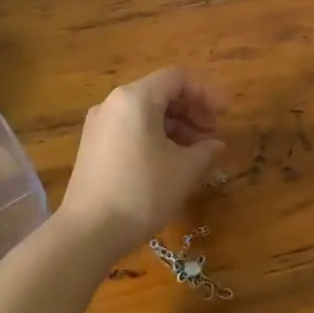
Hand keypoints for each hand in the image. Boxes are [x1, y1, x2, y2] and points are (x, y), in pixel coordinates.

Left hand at [59, 67, 226, 254]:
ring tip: (197, 153)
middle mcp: (113, 103)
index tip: (225, 115)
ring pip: (146, 113)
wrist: (88, 233)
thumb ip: (206, 150)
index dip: (206, 93)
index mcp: (135, 98)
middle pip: (161, 93)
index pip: (178, 79)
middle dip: (192, 111)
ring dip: (176, 126)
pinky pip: (131, 129)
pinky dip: (155, 137)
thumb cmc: (142, 192)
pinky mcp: (93, 147)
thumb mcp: (184, 170)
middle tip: (213, 135)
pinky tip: (171, 162)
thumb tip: (216, 145)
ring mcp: (99, 125)